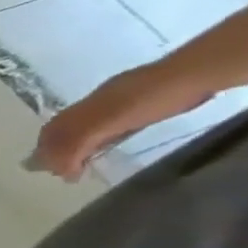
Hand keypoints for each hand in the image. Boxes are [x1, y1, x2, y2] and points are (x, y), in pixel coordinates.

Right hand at [30, 65, 211, 179]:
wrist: (199, 72)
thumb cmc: (154, 98)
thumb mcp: (111, 120)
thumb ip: (79, 140)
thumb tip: (48, 165)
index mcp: (86, 107)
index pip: (54, 132)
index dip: (50, 153)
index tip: (65, 176)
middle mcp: (96, 103)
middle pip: (64, 128)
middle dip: (56, 150)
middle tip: (65, 173)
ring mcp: (119, 101)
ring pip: (84, 126)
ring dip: (75, 146)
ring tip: (81, 163)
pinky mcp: (141, 102)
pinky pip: (107, 123)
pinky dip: (98, 138)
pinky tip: (107, 144)